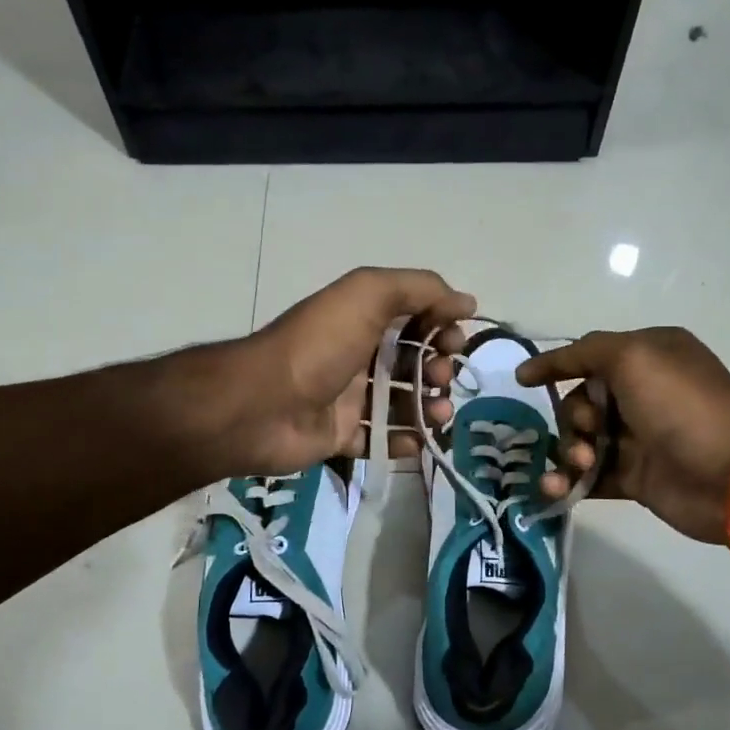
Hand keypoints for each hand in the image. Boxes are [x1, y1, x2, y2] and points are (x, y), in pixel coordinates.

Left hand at [216, 267, 471, 475]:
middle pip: (410, 362)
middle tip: (442, 378)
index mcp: (360, 319)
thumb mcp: (368, 295)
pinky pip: (379, 439)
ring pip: (400, 403)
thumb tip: (466, 302)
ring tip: (438, 415)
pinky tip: (415, 440)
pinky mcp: (339, 436)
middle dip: (437, 369)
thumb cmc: (320, 345)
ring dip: (428, 407)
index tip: (456, 340)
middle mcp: (355, 355)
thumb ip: (420, 289)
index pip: (413, 318)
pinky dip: (402, 441)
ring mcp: (346, 398)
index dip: (440, 326)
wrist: (263, 405)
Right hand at [518, 328, 729, 543]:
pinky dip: (568, 481)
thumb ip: (586, 351)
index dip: (555, 366)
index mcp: (647, 358)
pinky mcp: (633, 478)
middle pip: (579, 402)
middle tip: (589, 431)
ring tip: (581, 464)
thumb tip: (544, 366)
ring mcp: (637, 439)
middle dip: (572, 417)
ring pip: (579, 440)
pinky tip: (556, 490)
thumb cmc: (680, 405)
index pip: (589, 357)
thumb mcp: (633, 356)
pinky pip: (587, 476)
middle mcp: (641, 395)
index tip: (522, 380)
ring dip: (567, 451)